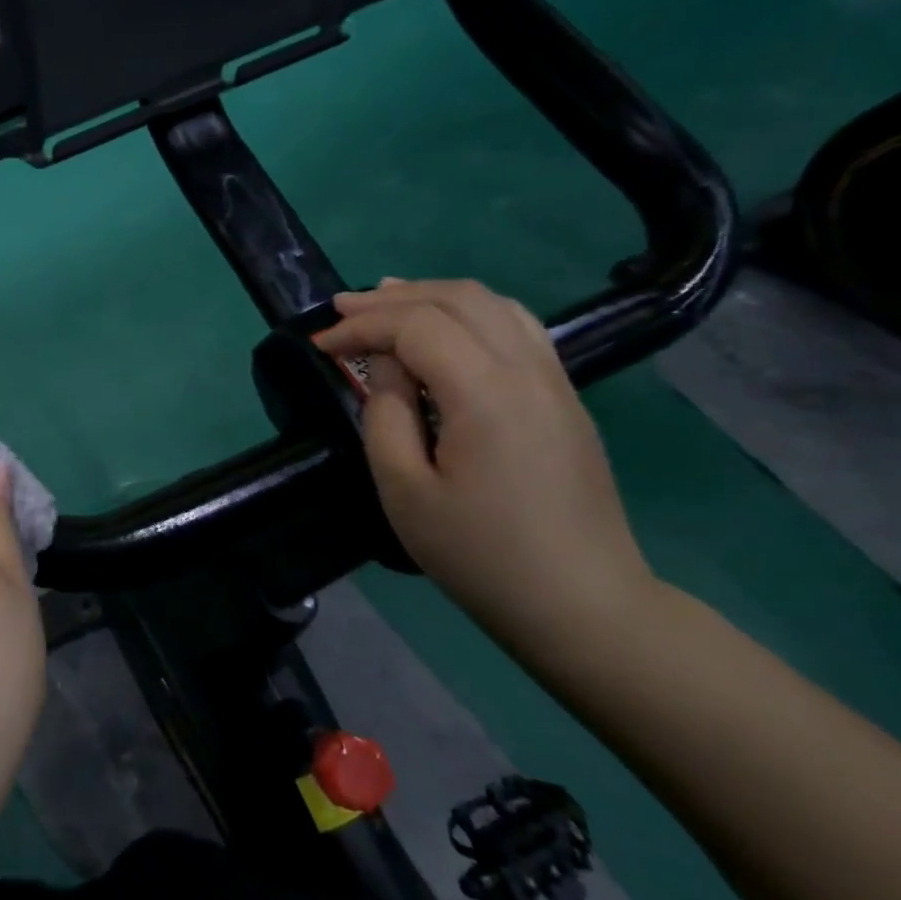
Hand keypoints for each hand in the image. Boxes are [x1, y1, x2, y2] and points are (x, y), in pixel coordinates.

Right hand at [312, 279, 657, 633]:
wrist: (581, 602)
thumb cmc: (478, 552)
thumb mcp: (404, 489)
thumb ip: (386, 414)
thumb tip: (387, 365)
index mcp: (485, 394)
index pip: (417, 327)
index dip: (362, 326)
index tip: (320, 346)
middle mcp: (527, 371)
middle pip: (459, 300)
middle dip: (393, 298)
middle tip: (342, 309)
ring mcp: (555, 381)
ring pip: (494, 305)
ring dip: (433, 297)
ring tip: (385, 303)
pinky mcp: (564, 398)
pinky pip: (517, 328)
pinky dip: (469, 313)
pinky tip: (443, 329)